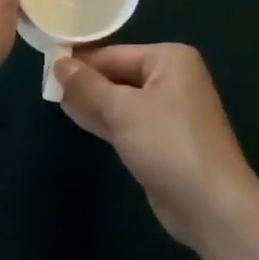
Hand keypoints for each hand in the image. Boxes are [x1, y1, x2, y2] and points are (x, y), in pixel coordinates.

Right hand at [55, 44, 258, 250]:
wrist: (211, 206)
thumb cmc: (168, 144)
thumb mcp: (123, 110)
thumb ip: (88, 86)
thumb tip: (59, 62)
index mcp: (170, 59)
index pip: (115, 54)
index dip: (82, 61)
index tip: (48, 64)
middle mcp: (172, 79)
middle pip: (119, 75)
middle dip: (86, 82)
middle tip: (47, 83)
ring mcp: (169, 112)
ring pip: (122, 100)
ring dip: (92, 102)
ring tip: (55, 98)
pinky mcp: (163, 141)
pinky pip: (128, 122)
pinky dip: (105, 120)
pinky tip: (77, 116)